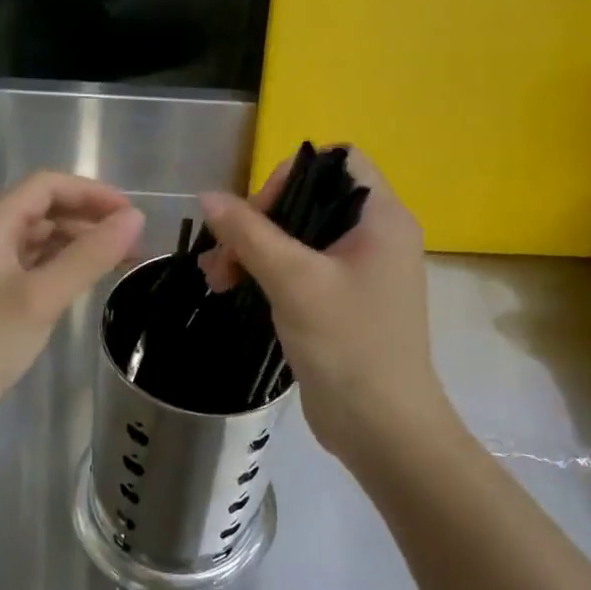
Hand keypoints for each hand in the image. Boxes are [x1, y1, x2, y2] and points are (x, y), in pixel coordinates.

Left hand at [0, 171, 143, 434]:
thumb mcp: (39, 297)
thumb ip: (88, 256)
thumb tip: (134, 218)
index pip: (47, 186)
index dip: (91, 192)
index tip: (131, 215)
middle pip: (45, 211)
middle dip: (90, 220)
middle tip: (134, 245)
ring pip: (41, 241)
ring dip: (80, 245)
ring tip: (120, 264)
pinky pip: (34, 269)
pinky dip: (63, 269)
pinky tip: (85, 284)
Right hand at [198, 149, 448, 458]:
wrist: (383, 429)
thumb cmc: (348, 344)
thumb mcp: (294, 281)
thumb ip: (249, 233)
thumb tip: (208, 195)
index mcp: (381, 218)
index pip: (339, 161)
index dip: (292, 175)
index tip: (259, 213)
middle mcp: (374, 236)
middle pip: (309, 199)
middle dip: (259, 220)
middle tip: (223, 252)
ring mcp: (358, 270)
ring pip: (297, 236)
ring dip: (253, 248)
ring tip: (215, 278)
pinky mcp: (340, 300)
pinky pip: (298, 268)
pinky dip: (264, 272)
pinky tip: (229, 289)